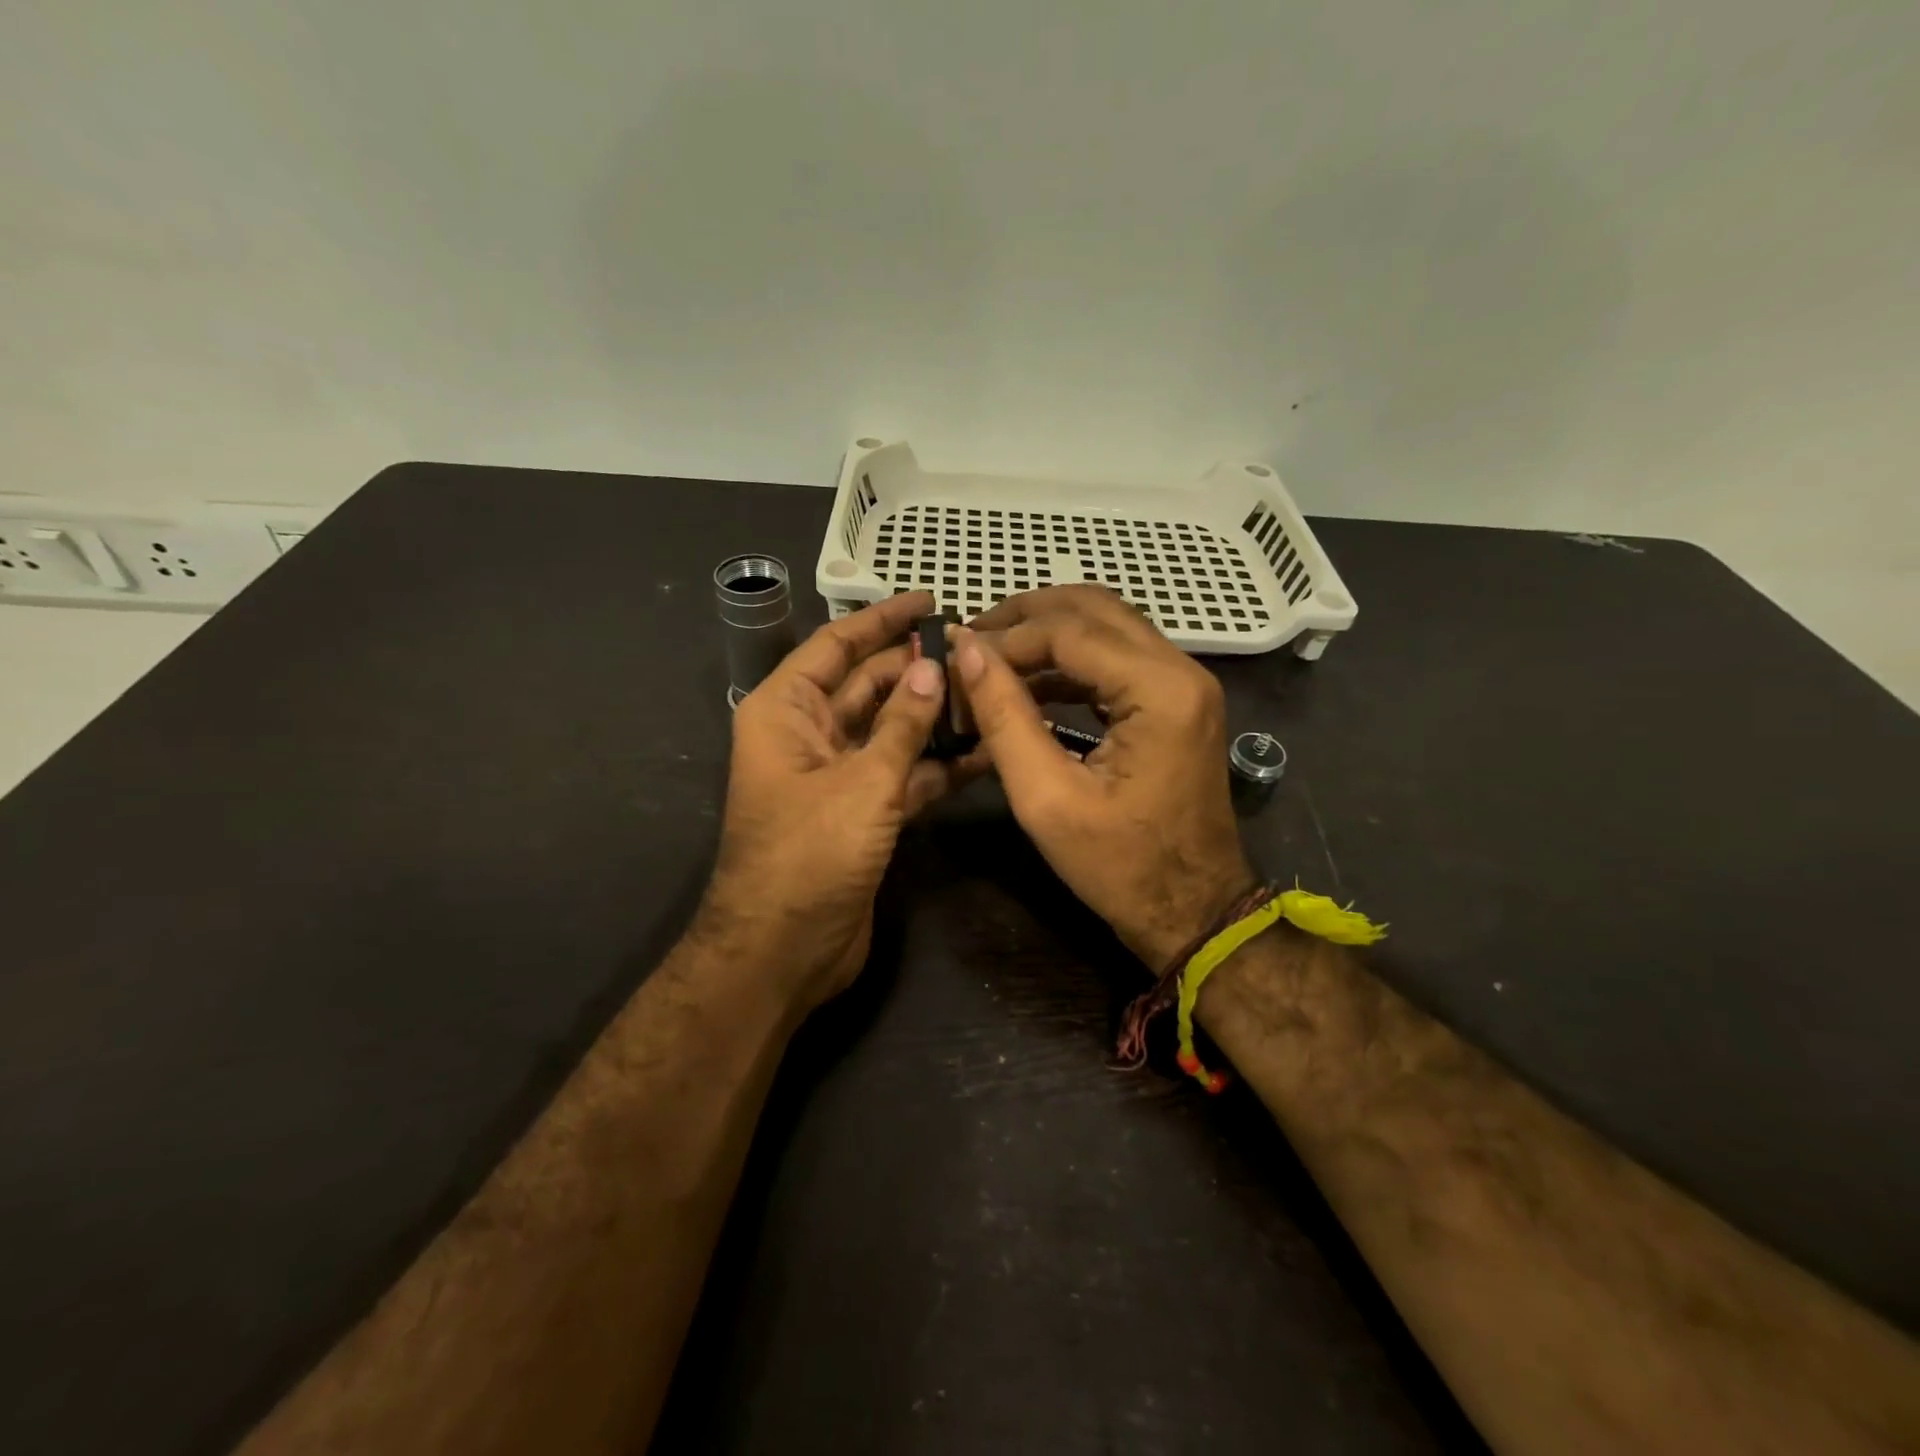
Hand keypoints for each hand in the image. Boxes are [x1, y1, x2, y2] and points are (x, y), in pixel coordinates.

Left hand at [699, 590, 960, 1009]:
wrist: (784, 952)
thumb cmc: (809, 854)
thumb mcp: (861, 782)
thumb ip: (902, 724)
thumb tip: (932, 668)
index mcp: (787, 710)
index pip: (836, 646)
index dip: (881, 620)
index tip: (929, 600)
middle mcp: (810, 734)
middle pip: (870, 685)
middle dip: (919, 669)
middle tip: (979, 651)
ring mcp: (838, 775)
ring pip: (893, 730)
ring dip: (936, 716)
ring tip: (992, 693)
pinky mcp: (864, 812)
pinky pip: (905, 774)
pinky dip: (939, 765)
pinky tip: (986, 750)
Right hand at [955, 586, 1253, 970]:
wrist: (1193, 910)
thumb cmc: (1120, 867)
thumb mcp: (1047, 799)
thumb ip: (1005, 718)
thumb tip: (968, 653)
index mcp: (1160, 691)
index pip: (1069, 631)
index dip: (1006, 638)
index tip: (955, 654)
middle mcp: (1181, 670)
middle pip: (1094, 608)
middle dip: (1026, 616)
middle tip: (970, 638)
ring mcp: (1185, 683)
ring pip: (1107, 624)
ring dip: (1047, 632)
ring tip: (990, 656)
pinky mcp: (1177, 701)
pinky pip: (1118, 657)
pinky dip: (1070, 659)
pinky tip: (1028, 682)